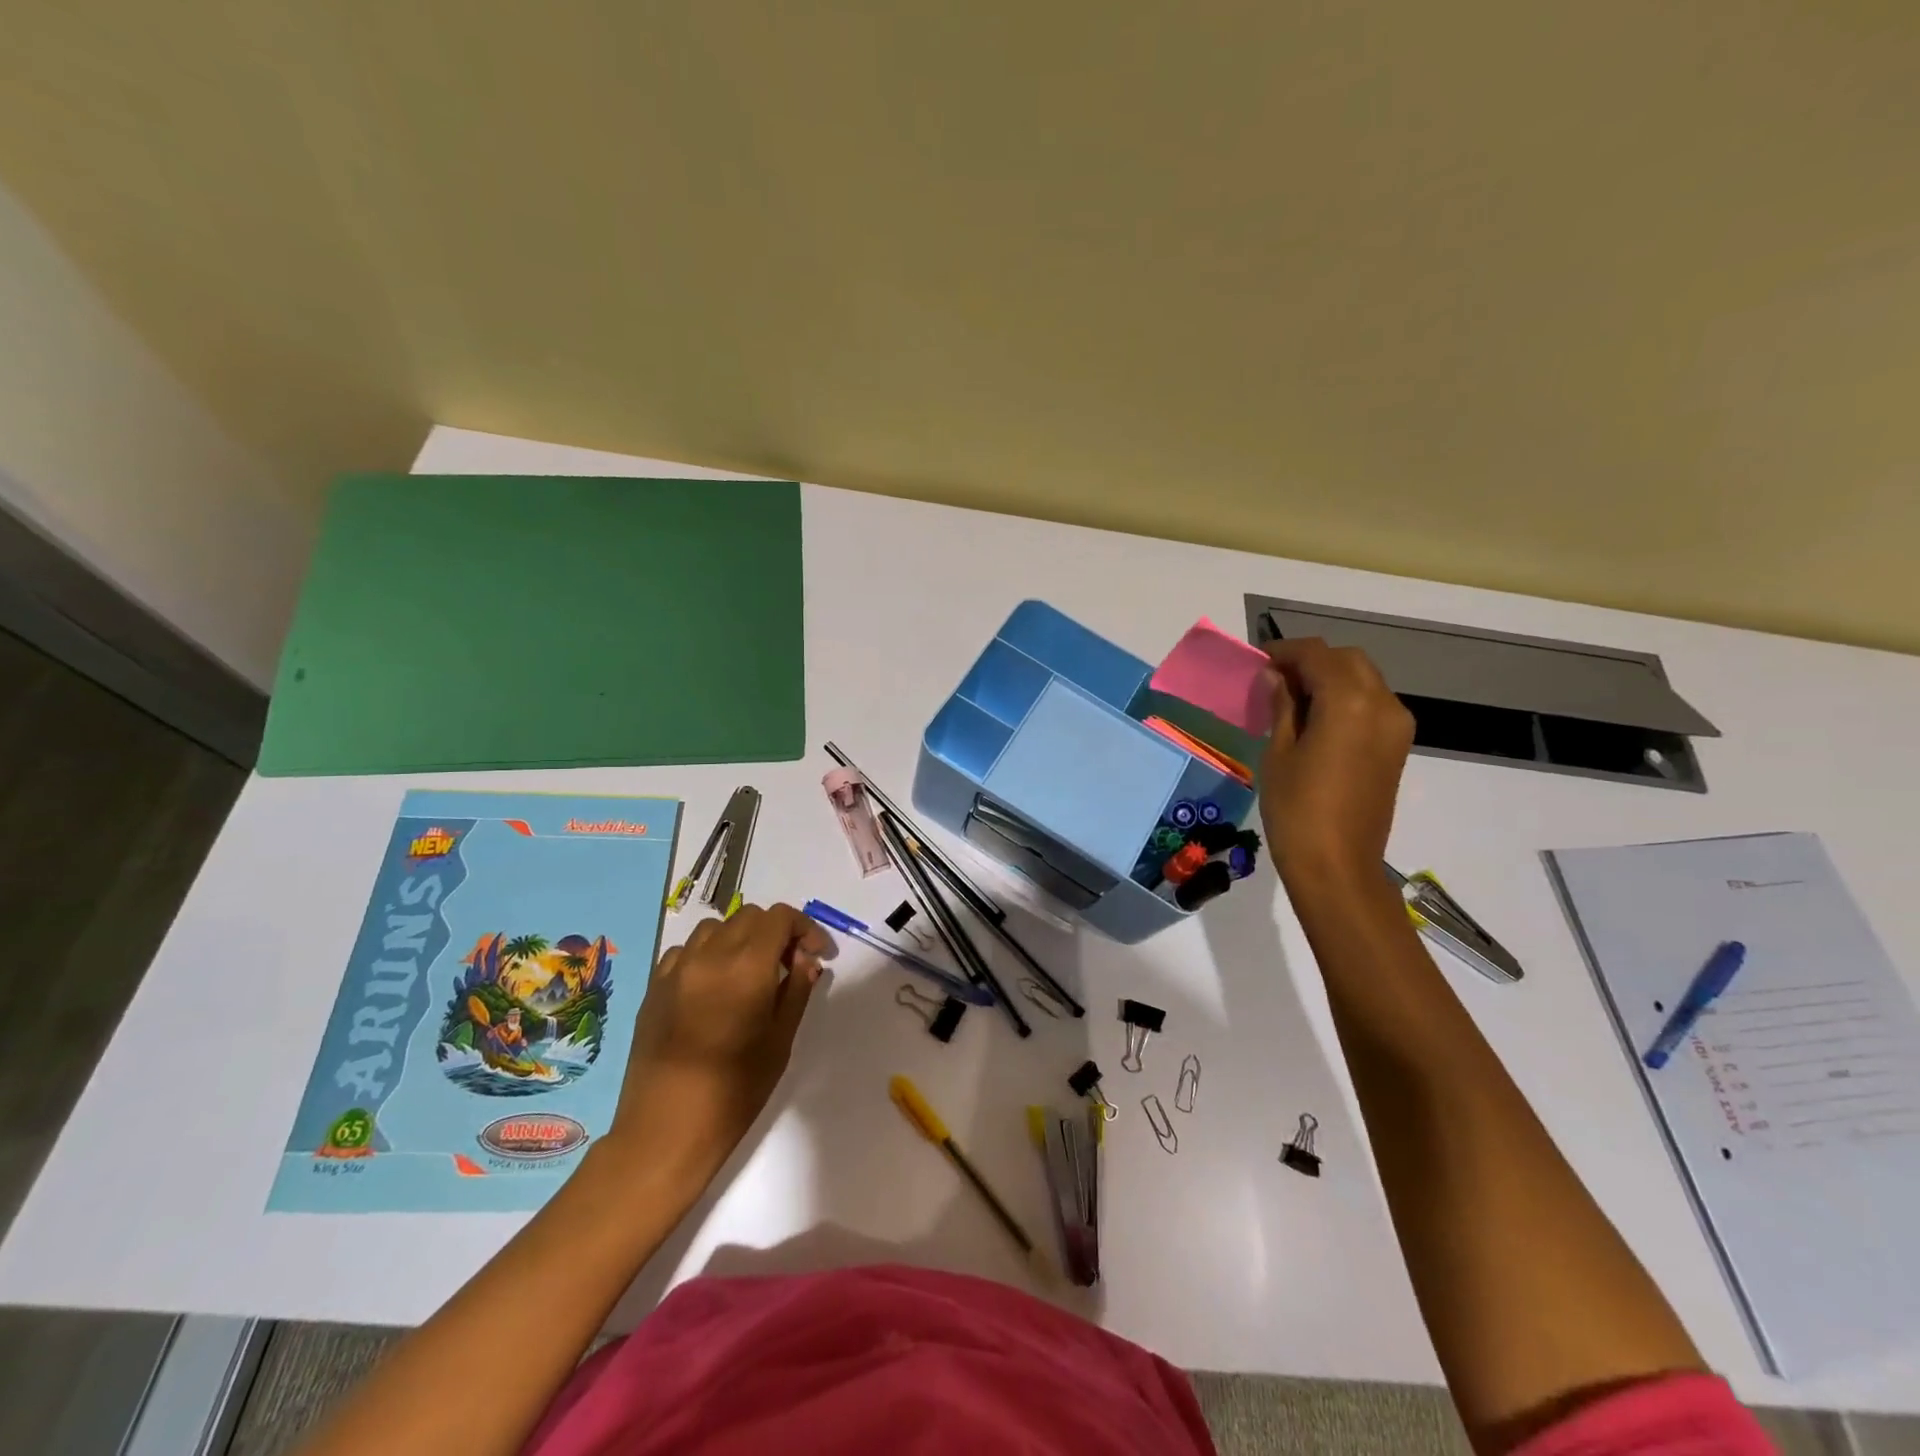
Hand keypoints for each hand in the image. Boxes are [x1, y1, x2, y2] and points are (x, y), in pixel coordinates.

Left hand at [602, 903, 826, 1183]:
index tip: (816, 954)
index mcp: (746, 966)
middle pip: (750, 916)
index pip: (780, 918)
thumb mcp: (780, 1041)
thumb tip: (806, 959)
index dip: (805, 928)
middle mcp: (709, 955)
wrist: (664, 1130)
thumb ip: (797, 990)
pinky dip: (707, 954)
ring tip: (750, 973)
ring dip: (740, 939)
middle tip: (788, 965)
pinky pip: (686, 950)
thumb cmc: (734, 1091)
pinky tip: (713, 986)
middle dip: (775, 932)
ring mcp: (676, 968)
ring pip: (716, 928)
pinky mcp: (654, 986)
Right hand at [1260, 638, 1415, 891]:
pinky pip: (1372, 704)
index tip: (1258, 660)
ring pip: (1364, 679)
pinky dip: (1345, 698)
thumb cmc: (1296, 809)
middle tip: (1274, 678)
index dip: (1285, 652)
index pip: (1317, 655)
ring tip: (1292, 698)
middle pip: (1347, 660)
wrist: (1337, 866)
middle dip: (1311, 660)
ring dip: (1330, 677)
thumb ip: (1282, 706)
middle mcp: (1382, 704)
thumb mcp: (1278, 753)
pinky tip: (1316, 718)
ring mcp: (1395, 726)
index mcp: (1350, 702)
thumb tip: (1276, 677)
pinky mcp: (1396, 747)